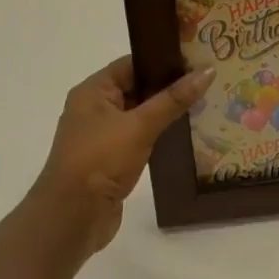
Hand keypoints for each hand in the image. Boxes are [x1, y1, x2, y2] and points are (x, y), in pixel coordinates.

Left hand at [23, 55, 211, 267]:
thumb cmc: (99, 161)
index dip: (163, 59)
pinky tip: (186, 134)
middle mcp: (95, 109)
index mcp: (93, 91)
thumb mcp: (139, 126)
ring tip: (205, 104)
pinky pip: (140, 137)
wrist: (71, 220)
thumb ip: (174, 99)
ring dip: (167, 111)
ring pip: (141, 114)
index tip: (197, 58)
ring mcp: (102, 136)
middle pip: (138, 87)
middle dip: (170, 85)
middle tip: (208, 80)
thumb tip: (207, 70)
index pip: (132, 64)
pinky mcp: (111, 160)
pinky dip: (160, 133)